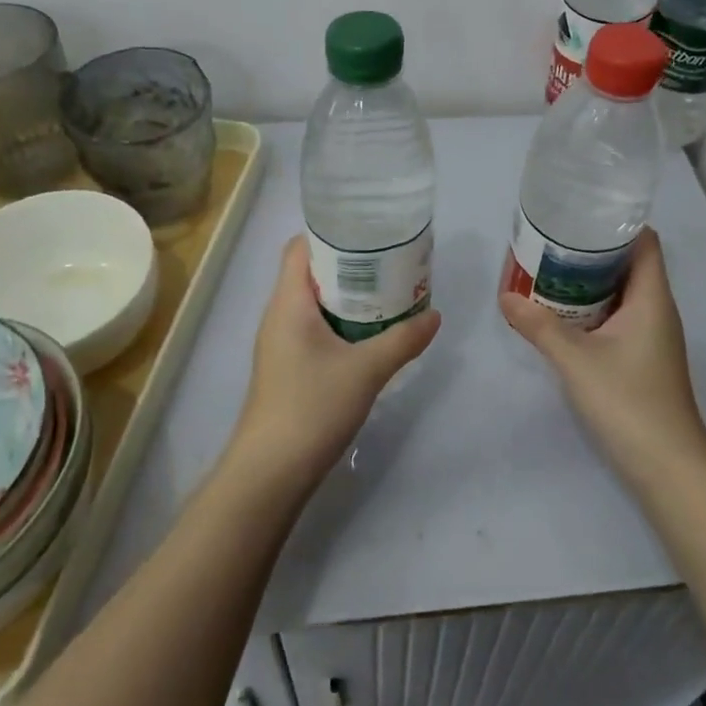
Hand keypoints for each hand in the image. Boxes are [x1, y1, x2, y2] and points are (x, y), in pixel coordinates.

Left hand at [225, 236, 441, 494]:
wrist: (270, 473)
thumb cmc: (312, 407)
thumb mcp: (366, 370)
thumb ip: (403, 340)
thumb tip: (435, 315)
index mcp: (288, 303)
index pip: (300, 247)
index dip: (330, 233)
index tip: (369, 232)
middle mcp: (279, 315)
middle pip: (310, 272)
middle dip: (349, 264)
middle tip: (390, 261)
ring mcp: (281, 343)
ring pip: (314, 302)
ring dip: (347, 295)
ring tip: (387, 291)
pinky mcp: (288, 367)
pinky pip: (314, 328)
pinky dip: (341, 321)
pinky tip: (370, 334)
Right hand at [499, 228, 705, 489]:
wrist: (668, 467)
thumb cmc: (628, 402)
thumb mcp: (576, 360)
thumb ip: (539, 326)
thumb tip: (505, 296)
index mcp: (652, 297)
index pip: (644, 241)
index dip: (617, 223)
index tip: (579, 215)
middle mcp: (657, 309)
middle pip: (630, 263)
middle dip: (593, 251)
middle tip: (551, 242)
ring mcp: (653, 336)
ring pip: (623, 292)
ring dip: (591, 281)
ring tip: (550, 272)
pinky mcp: (645, 358)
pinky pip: (620, 317)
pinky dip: (595, 308)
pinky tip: (564, 315)